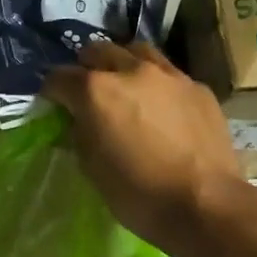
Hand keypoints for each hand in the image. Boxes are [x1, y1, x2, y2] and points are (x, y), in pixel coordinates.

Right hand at [41, 41, 254, 254]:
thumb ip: (79, 133)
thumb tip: (78, 121)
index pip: (59, 77)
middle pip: (98, 51)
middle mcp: (130, 71)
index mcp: (95, 91)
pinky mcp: (198, 87)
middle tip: (87, 92)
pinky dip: (156, 83)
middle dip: (86, 68)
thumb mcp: (91, 167)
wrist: (205, 205)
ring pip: (137, 51)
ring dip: (123, 64)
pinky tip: (161, 107)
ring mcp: (168, 75)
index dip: (52, 92)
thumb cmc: (137, 193)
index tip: (53, 106)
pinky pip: (169, 74)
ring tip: (125, 86)